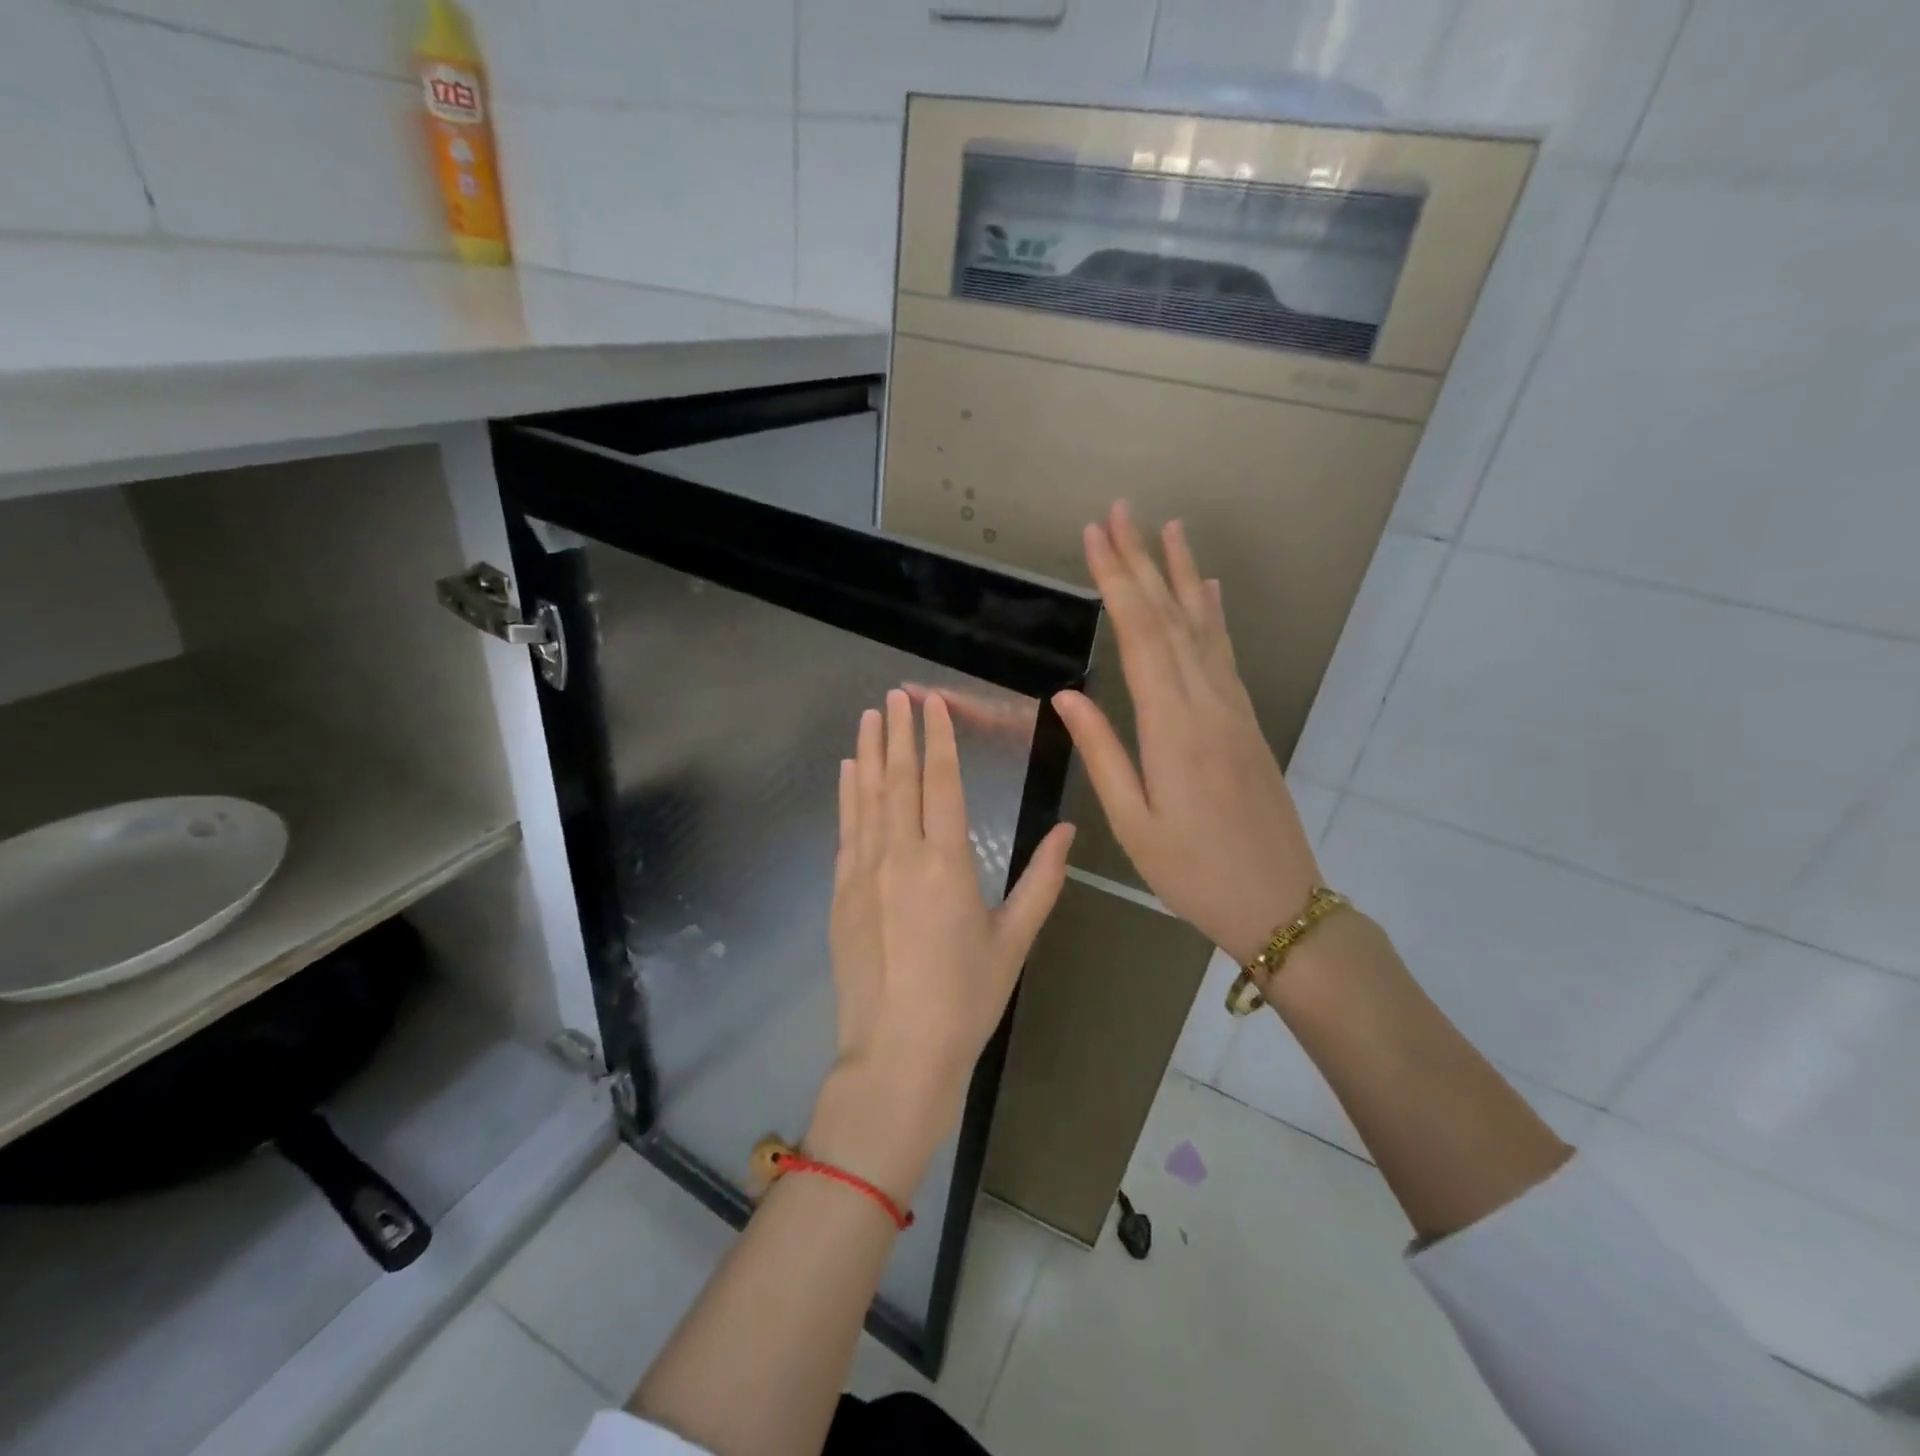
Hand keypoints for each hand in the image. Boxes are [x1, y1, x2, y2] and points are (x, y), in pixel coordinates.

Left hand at [814, 689, 1074, 1200]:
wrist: (897, 1053)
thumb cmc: (966, 1000)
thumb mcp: (1014, 940)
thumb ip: (1042, 881)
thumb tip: (1069, 830)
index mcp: (947, 863)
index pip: (941, 783)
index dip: (937, 739)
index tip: (932, 704)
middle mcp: (900, 856)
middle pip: (899, 779)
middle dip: (899, 732)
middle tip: (896, 694)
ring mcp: (863, 872)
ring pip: (866, 797)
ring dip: (868, 753)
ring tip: (869, 717)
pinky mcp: (841, 893)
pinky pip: (846, 830)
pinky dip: (847, 795)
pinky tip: (847, 772)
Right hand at [1053, 502, 1320, 965]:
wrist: (1279, 902)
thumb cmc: (1192, 871)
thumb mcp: (1133, 821)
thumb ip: (1103, 752)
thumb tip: (1067, 694)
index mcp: (1172, 726)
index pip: (1139, 636)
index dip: (1117, 581)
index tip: (1096, 537)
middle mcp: (1206, 702)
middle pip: (1171, 618)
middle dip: (1142, 561)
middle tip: (1121, 511)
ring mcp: (1233, 708)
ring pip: (1203, 627)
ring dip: (1182, 575)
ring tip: (1169, 529)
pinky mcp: (1246, 721)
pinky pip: (1225, 654)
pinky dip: (1213, 615)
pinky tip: (1209, 591)